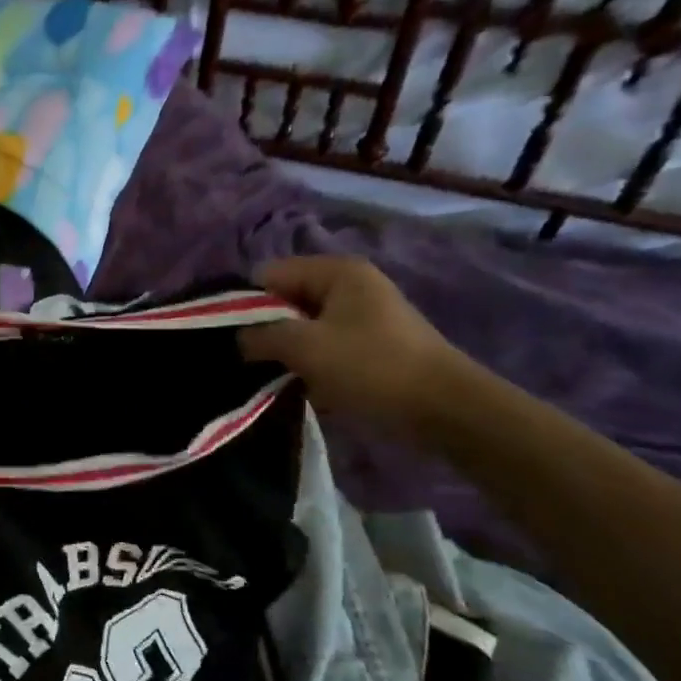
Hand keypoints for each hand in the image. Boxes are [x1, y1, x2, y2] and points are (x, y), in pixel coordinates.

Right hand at [239, 255, 464, 432]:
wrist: (444, 408)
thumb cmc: (370, 367)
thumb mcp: (305, 347)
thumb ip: (261, 336)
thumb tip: (239, 338)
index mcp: (336, 271)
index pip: (270, 274)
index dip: (247, 304)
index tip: (236, 339)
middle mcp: (349, 285)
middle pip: (287, 300)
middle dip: (268, 330)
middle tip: (254, 362)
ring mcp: (363, 316)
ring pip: (305, 328)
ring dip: (290, 353)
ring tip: (279, 378)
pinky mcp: (371, 346)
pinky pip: (326, 347)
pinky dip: (313, 366)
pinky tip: (308, 388)